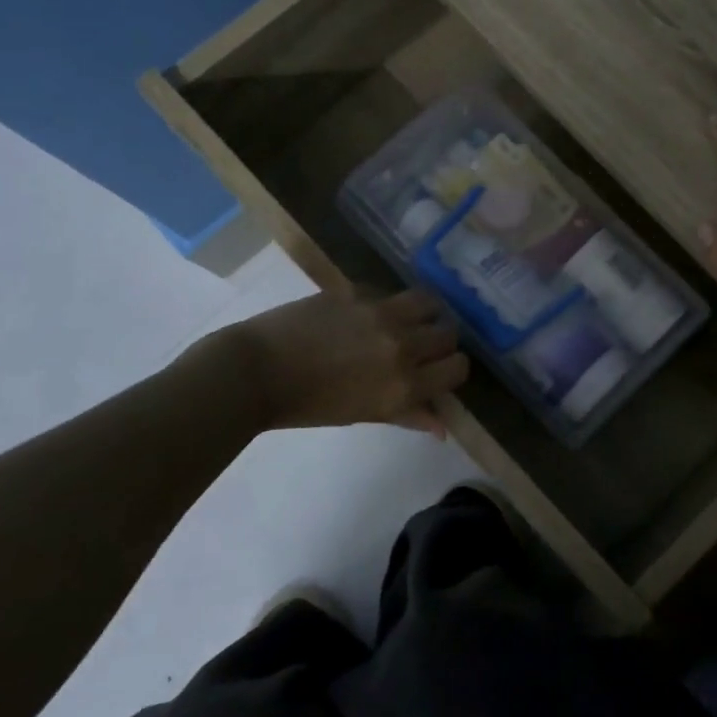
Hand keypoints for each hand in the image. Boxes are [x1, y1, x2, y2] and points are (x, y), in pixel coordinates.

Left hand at [207, 289, 469, 437]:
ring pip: (429, 302)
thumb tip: (442, 427)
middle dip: (440, 341)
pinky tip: (368, 314)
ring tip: (407, 320)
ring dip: (424, 313)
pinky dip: (388, 303)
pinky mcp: (358, 290)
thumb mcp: (364, 415)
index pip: (458, 367)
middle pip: (448, 333)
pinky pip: (390, 292)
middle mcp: (403, 346)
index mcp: (405, 385)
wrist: (257, 371)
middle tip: (422, 347)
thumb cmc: (309, 405)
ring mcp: (381, 313)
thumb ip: (408, 415)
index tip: (440, 371)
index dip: (452, 369)